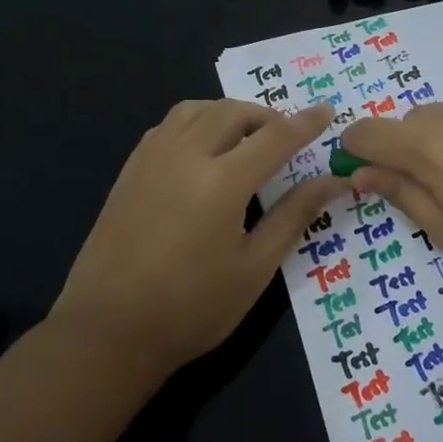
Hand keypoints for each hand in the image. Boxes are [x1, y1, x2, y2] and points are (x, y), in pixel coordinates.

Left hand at [52, 100, 350, 374]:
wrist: (108, 331)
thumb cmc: (192, 308)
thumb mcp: (255, 268)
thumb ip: (294, 216)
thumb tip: (334, 182)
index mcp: (221, 182)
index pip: (275, 136)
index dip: (305, 123)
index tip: (327, 111)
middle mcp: (185, 156)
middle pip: (233, 112)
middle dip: (267, 117)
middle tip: (287, 140)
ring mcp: (151, 159)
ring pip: (196, 110)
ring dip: (229, 114)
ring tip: (246, 140)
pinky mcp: (129, 171)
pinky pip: (168, 125)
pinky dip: (197, 123)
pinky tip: (203, 151)